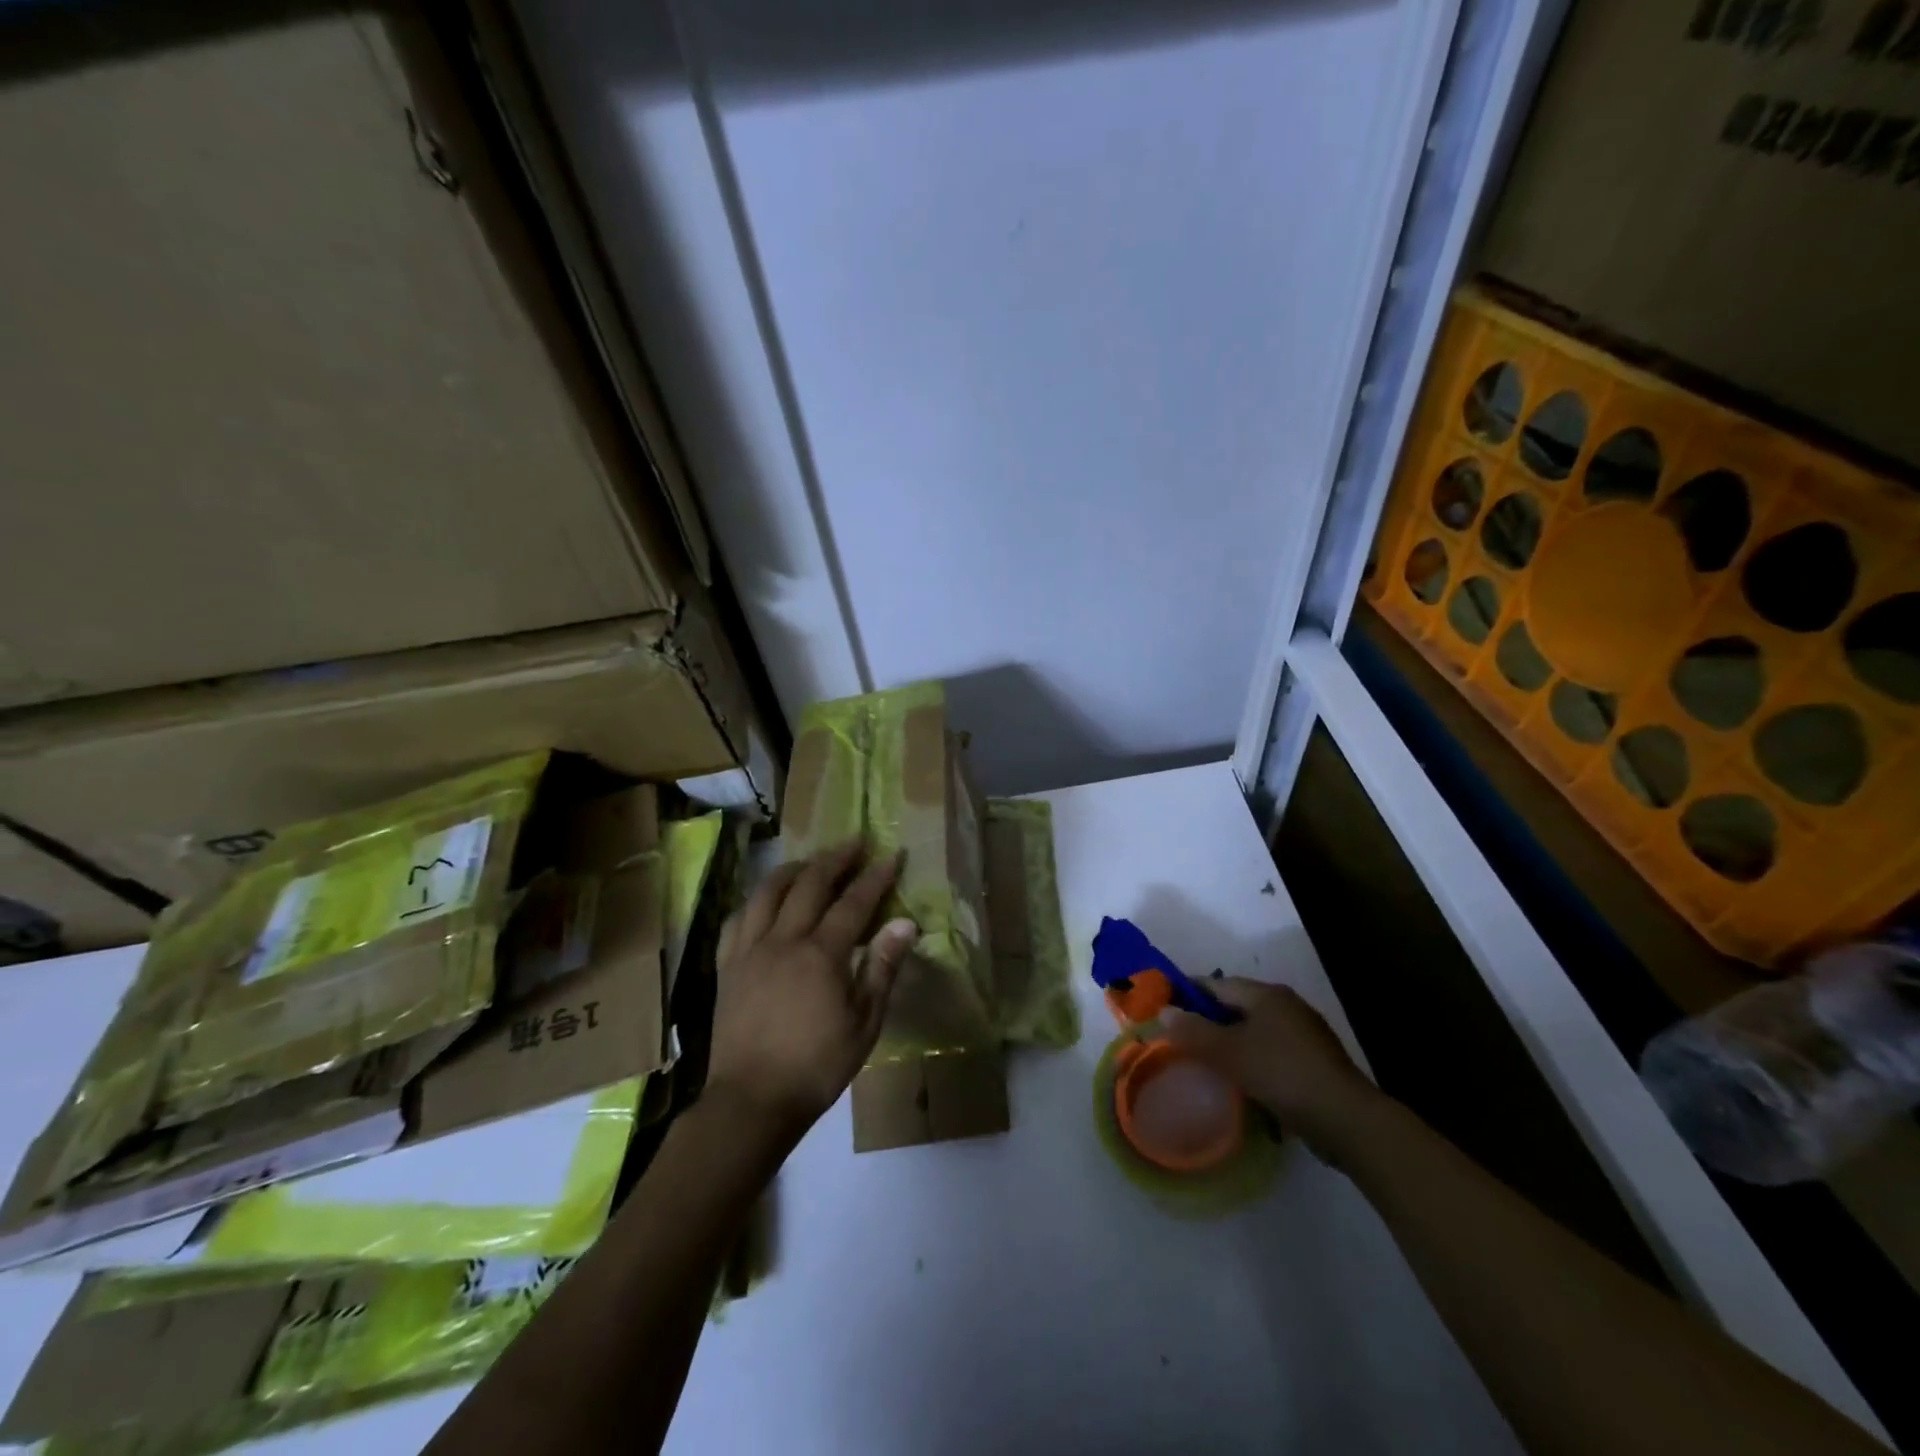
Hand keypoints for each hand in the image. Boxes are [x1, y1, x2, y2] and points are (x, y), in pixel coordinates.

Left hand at [708, 839, 917, 1140]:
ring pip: (767, 892)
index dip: (875, 876)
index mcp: (821, 954)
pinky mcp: (727, 967)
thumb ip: (882, 967)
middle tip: (853, 842)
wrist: (751, 1102)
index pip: (853, 902)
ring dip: (792, 869)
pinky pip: (737, 920)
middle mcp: (783, 940)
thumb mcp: (864, 1023)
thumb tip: (905, 922)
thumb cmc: (817, 1066)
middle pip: (809, 884)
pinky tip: (765, 902)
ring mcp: (749, 950)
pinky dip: (756, 901)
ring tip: (809, 861)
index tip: (891, 854)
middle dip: (834, 858)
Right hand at [1163, 978, 1382, 1158]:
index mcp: (1266, 995)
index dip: (1188, 994)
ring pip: (1254, 1030)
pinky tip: (1240, 1080)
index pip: (1216, 984)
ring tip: (1205, 1061)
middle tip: (1180, 1038)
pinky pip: (1270, 1051)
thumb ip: (1193, 1031)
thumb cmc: (1282, 1074)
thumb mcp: (1229, 1053)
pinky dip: (1251, 1059)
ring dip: (1230, 1042)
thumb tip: (1164, 1011)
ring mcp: (1304, 1034)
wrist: (1347, 1120)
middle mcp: (1286, 1006)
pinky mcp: (1313, 1062)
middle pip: (1236, 1006)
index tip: (1164, 1008)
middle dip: (1208, 1020)